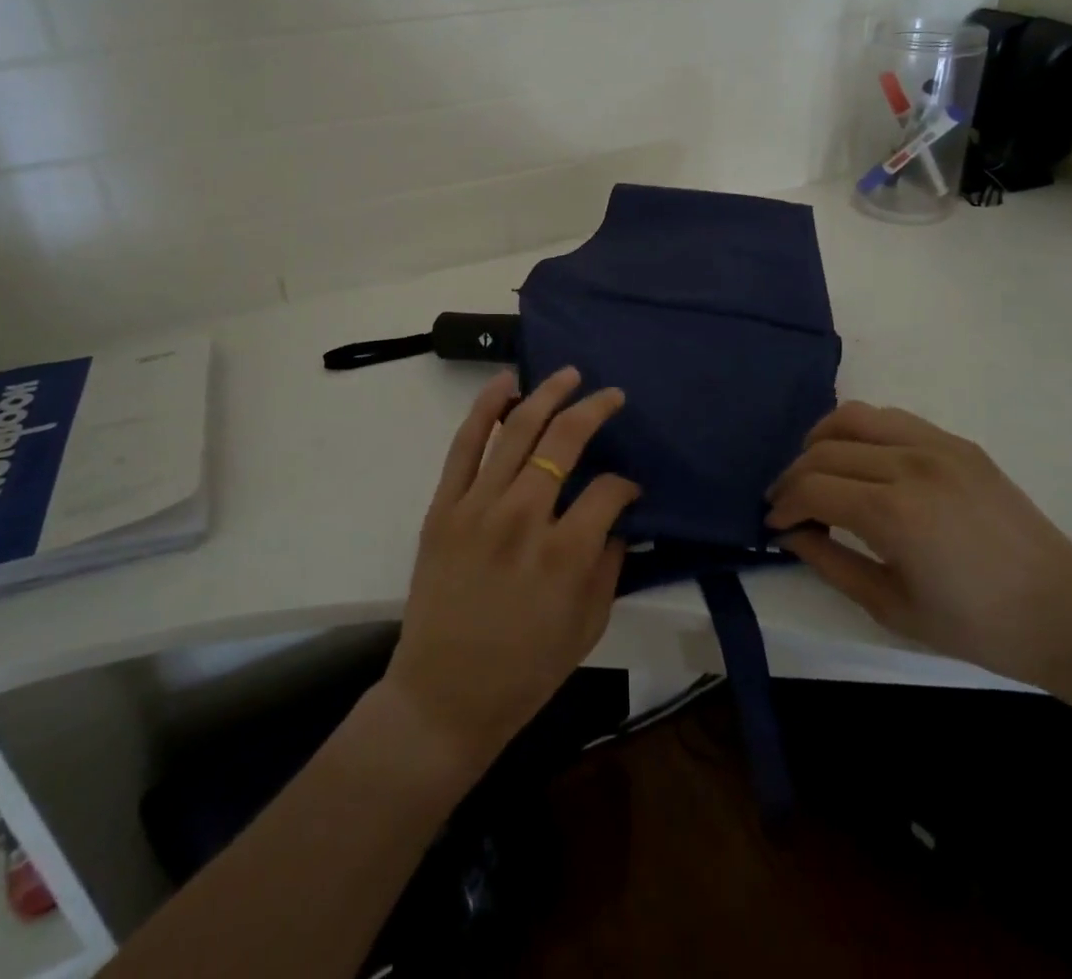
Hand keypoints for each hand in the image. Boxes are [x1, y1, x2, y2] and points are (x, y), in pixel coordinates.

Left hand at [382, 366, 638, 777]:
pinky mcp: (443, 508)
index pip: (608, 490)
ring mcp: (477, 508)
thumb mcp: (588, 627)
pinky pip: (464, 446)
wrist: (443, 698)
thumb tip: (619, 520)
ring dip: (546, 395)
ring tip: (568, 374)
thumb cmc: (524, 672)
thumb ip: (610, 566)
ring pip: (516, 431)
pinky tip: (505, 383)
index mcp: (566, 555)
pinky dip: (484, 409)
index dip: (626, 484)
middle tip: (612, 396)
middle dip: (595, 410)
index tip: (629, 489)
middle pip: (564, 441)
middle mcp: (523, 518)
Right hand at [766, 402, 1071, 687]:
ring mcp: (938, 445)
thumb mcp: (891, 607)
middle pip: (824, 449)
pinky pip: (891, 418)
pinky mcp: (958, 442)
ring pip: (854, 416)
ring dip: (822, 440)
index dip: (784, 504)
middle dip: (794, 476)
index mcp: (895, 512)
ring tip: (817, 471)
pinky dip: (861, 433)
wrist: (1068, 615)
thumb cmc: (977, 626)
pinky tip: (862, 463)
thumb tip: (790, 532)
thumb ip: (829, 562)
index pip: (812, 486)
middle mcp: (911, 463)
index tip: (773, 524)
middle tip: (789, 505)